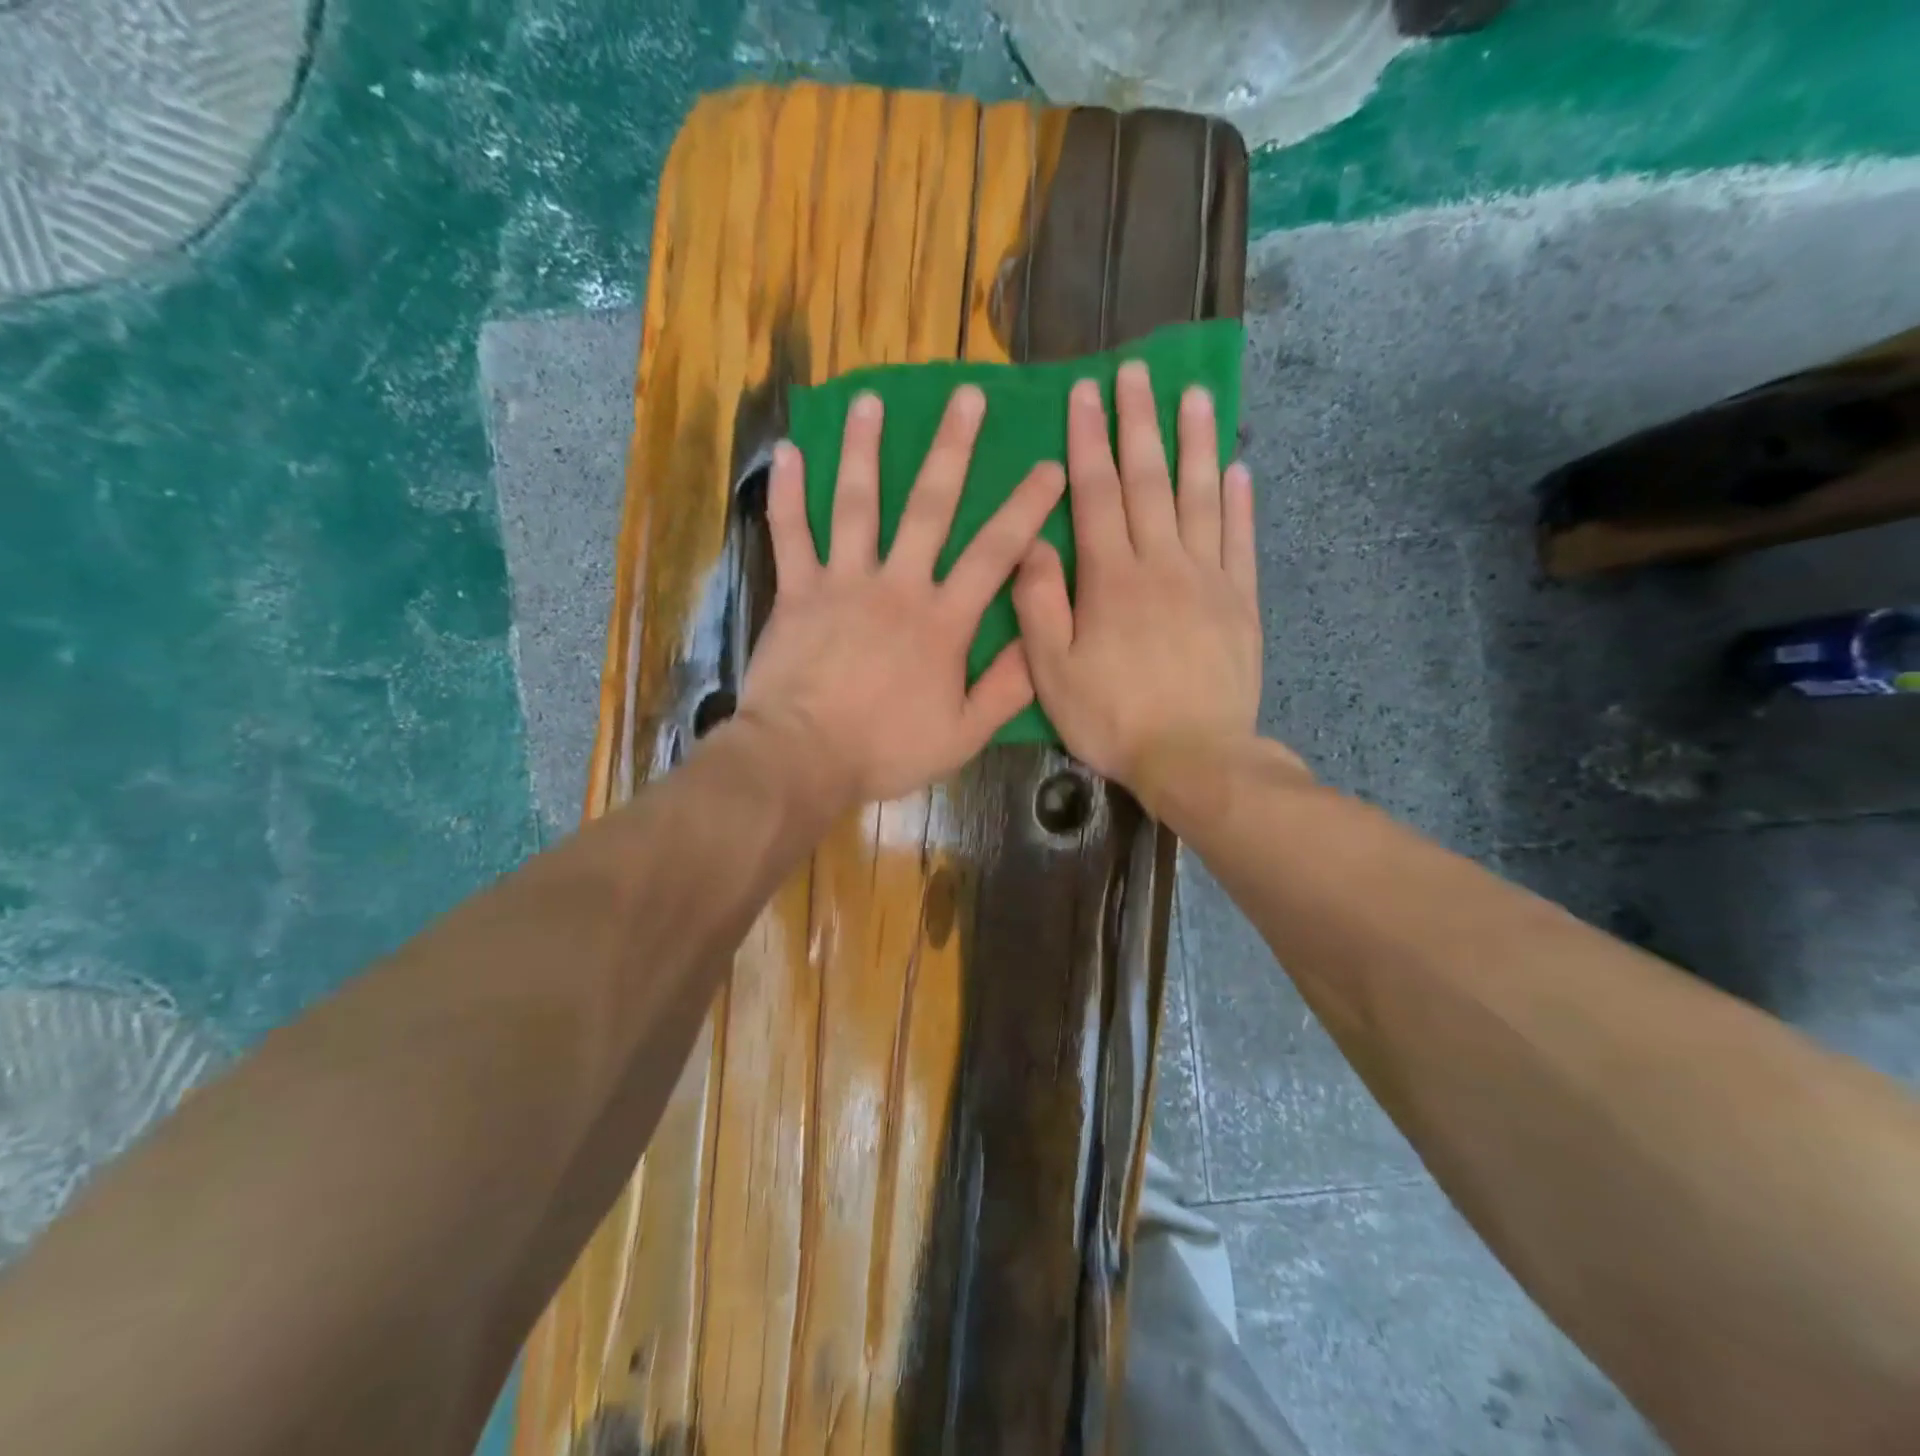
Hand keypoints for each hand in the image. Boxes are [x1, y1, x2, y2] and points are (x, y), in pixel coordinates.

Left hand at [738, 385, 1066, 811]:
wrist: (802, 758)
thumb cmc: (885, 749)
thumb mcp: (963, 734)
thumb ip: (1007, 688)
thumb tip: (1041, 644)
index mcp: (942, 620)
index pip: (994, 553)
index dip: (1025, 508)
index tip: (1049, 467)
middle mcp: (897, 585)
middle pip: (929, 507)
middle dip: (952, 448)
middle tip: (966, 395)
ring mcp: (842, 582)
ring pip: (856, 504)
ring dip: (865, 449)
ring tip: (871, 400)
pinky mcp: (796, 591)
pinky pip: (790, 534)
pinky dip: (788, 493)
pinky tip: (789, 452)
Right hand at [1012, 361, 1265, 798]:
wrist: (1195, 757)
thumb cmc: (1113, 718)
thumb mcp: (1053, 672)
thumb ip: (1040, 604)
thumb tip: (1032, 542)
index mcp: (1111, 579)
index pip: (1096, 494)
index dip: (1088, 442)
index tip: (1085, 394)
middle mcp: (1162, 564)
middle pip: (1150, 480)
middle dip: (1139, 423)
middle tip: (1138, 372)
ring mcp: (1209, 578)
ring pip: (1201, 496)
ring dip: (1197, 443)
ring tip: (1196, 395)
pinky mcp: (1241, 601)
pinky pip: (1241, 539)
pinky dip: (1239, 501)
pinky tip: (1237, 469)